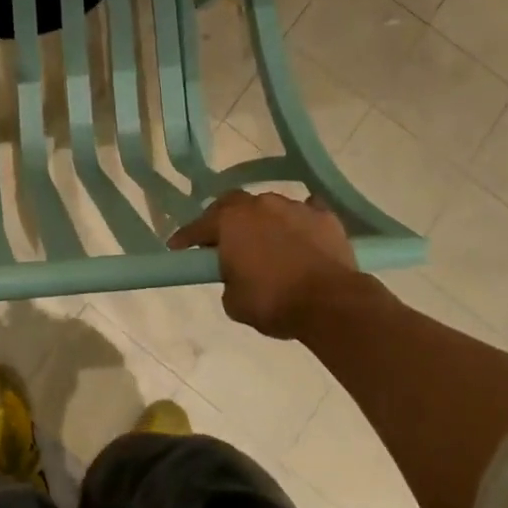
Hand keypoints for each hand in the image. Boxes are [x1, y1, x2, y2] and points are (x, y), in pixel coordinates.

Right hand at [168, 191, 356, 338]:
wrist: (331, 303)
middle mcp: (259, 205)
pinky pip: (306, 212)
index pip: (199, 226)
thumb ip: (228, 279)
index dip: (185, 238)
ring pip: (269, 207)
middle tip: (222, 239)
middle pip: (233, 203)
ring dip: (262, 221)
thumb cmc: (274, 302)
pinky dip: (299, 222)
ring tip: (266, 242)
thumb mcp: (234, 302)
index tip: (176, 246)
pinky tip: (301, 233)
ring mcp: (293, 207)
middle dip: (223, 219)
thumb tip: (237, 274)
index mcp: (231, 222)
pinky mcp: (324, 216)